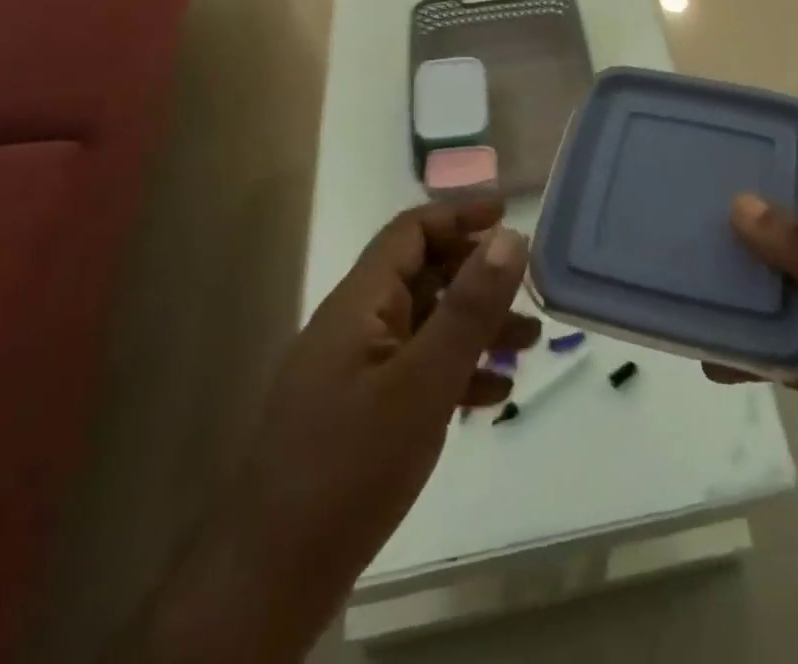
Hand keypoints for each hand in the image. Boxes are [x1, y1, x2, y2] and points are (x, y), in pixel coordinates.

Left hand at [150, 200, 537, 658]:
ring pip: (424, 326)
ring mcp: (352, 372)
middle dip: (478, 277)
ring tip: (528, 344)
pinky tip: (492, 396)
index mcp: (359, 303)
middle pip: (422, 275)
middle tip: (529, 290)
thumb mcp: (423, 382)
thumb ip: (469, 308)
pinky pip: (414, 371)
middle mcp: (353, 326)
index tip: (508, 214)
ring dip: (474, 327)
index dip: (458, 214)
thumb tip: (510, 236)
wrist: (268, 582)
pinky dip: (454, 371)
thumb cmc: (350, 467)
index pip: (410, 231)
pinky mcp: (356, 414)